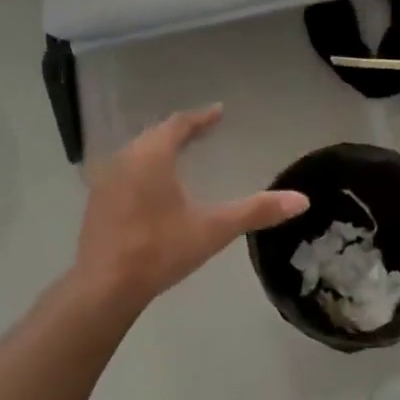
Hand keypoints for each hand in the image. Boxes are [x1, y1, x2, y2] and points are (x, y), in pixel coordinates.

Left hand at [72, 105, 308, 314]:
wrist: (104, 287)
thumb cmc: (160, 250)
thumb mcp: (213, 229)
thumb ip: (256, 211)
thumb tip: (302, 200)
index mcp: (151, 156)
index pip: (178, 124)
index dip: (201, 118)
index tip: (219, 112)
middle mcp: (124, 159)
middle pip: (156, 135)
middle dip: (180, 130)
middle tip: (203, 130)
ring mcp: (105, 181)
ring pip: (137, 152)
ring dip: (160, 148)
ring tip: (181, 154)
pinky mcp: (96, 202)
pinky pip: (125, 171)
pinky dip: (143, 168)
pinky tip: (152, 187)